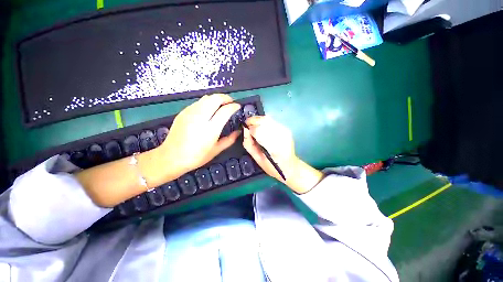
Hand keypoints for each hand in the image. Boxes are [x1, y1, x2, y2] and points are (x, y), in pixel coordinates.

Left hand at [158, 94, 240, 176]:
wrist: (171, 157)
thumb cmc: (196, 156)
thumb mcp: (216, 150)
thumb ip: (229, 140)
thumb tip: (238, 131)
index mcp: (211, 129)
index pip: (225, 110)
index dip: (233, 106)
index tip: (238, 106)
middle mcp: (200, 117)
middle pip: (215, 98)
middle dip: (225, 98)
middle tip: (230, 102)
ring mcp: (190, 113)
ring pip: (206, 98)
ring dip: (216, 98)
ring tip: (221, 105)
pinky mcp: (183, 112)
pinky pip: (198, 102)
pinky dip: (207, 102)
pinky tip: (208, 109)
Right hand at [243, 116, 322, 192]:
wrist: (290, 166)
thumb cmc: (272, 166)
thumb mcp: (257, 158)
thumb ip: (249, 144)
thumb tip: (245, 130)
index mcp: (273, 147)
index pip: (258, 130)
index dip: (250, 128)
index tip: (245, 129)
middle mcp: (281, 136)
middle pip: (264, 120)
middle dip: (253, 120)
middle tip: (247, 125)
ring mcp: (285, 131)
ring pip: (268, 119)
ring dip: (258, 120)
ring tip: (254, 126)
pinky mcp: (286, 129)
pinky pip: (272, 121)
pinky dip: (265, 122)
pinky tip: (262, 128)